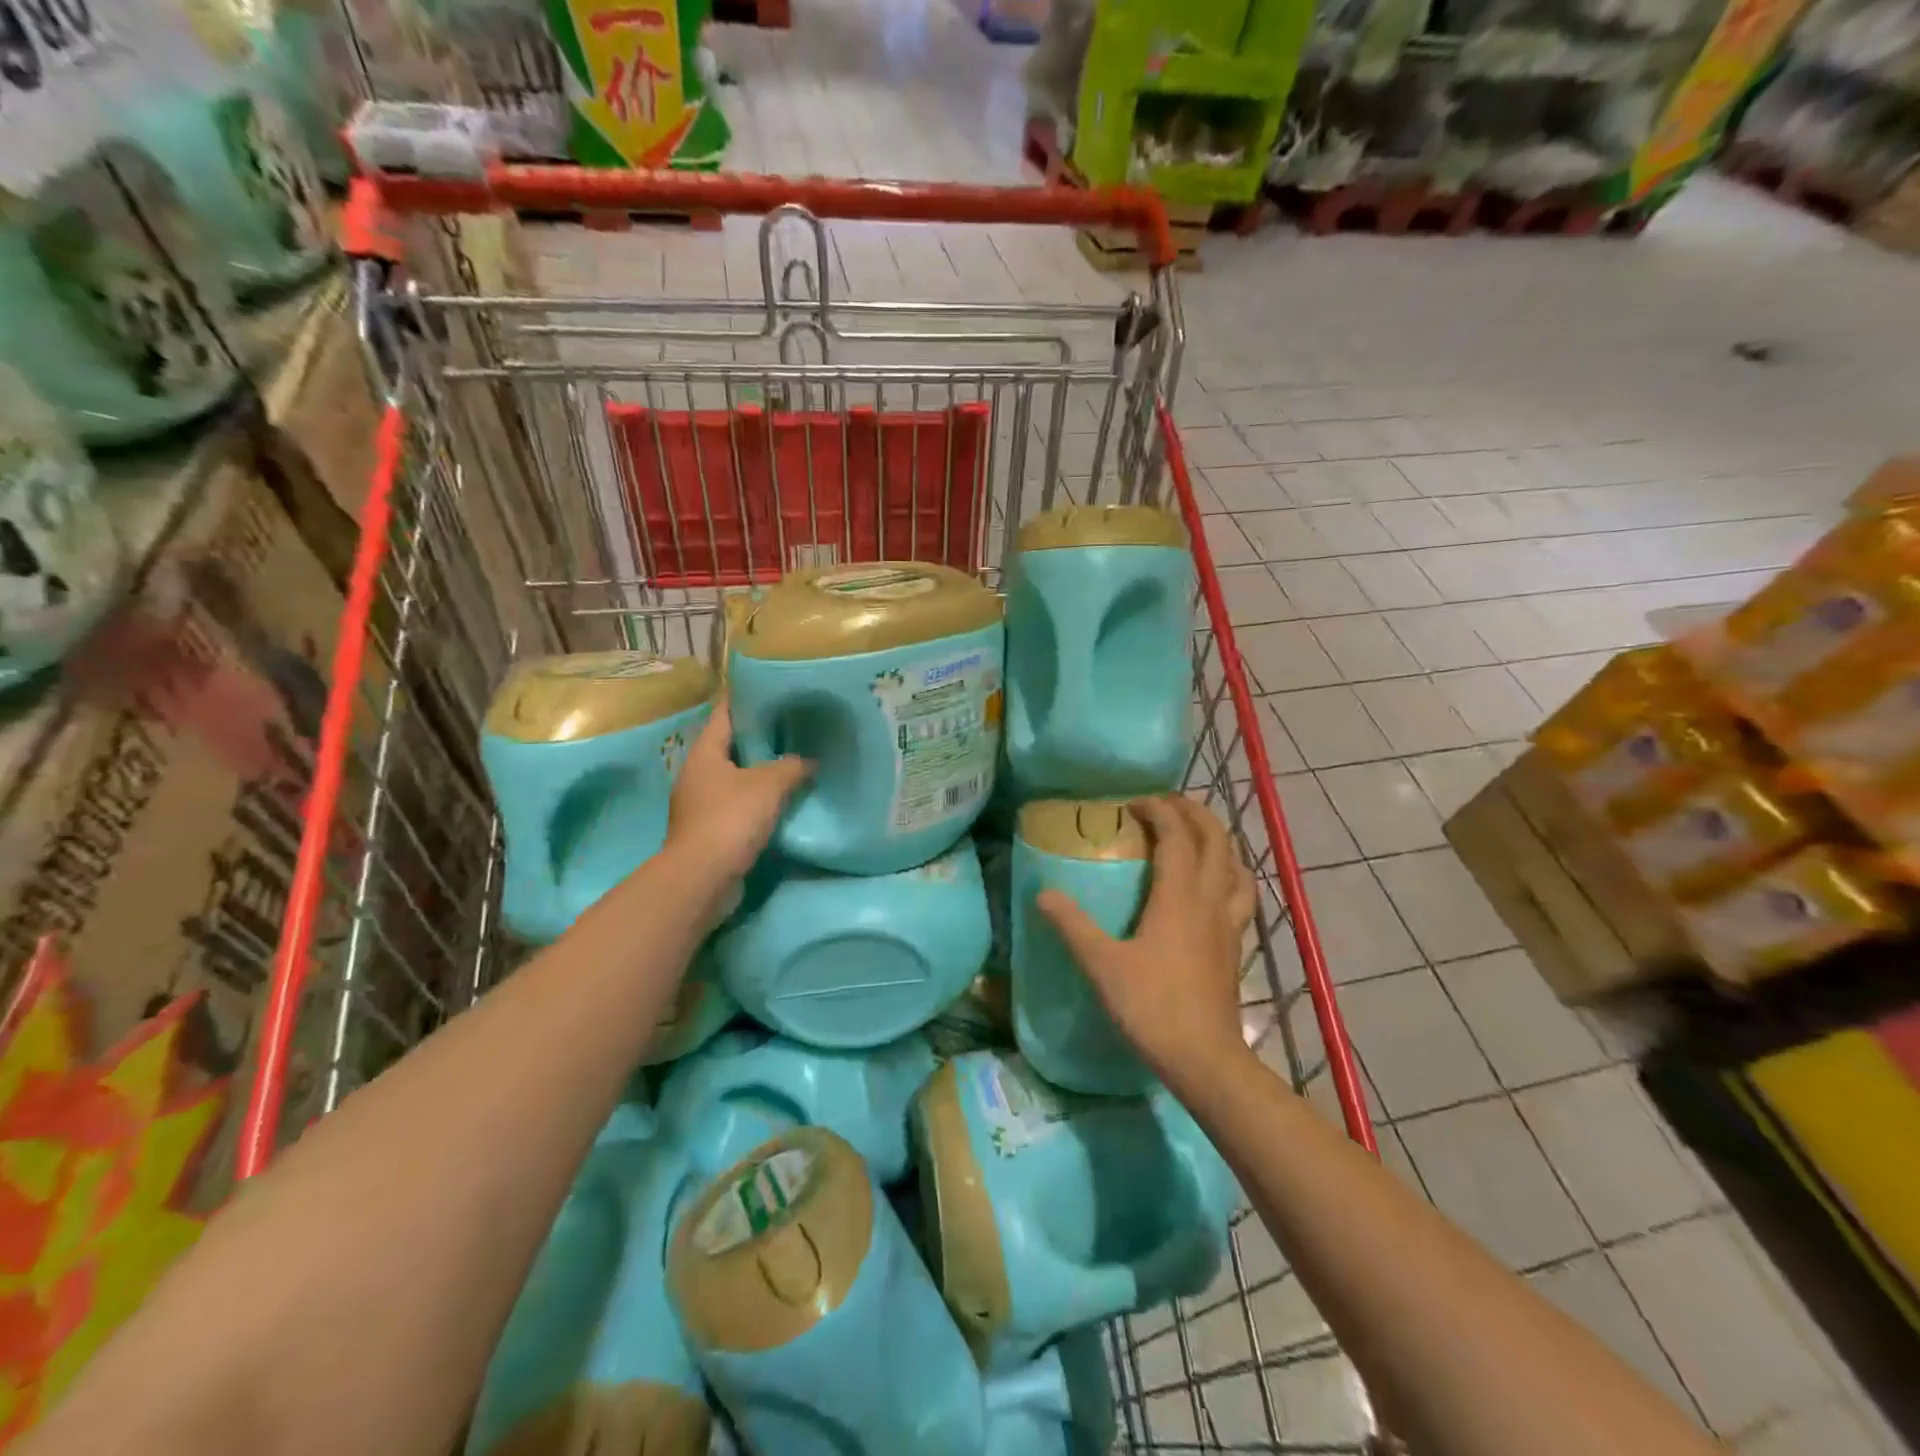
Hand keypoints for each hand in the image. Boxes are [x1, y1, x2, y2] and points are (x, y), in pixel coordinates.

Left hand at [665, 698, 810, 887]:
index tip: (774, 689)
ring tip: (796, 760)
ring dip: (761, 770)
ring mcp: (702, 802)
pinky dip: (759, 798)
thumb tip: (810, 760)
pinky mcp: (710, 828)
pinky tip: (784, 798)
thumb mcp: (768, 785)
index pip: (726, 713)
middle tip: (795, 726)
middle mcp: (698, 772)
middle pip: (731, 744)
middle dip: (761, 736)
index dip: (748, 698)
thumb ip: (792, 766)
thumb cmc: (730, 819)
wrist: (702, 878)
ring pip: (736, 775)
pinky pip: (738, 803)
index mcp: (705, 752)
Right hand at [1037, 796, 1255, 1081]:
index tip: (1133, 804)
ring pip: (1236, 865)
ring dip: (1218, 841)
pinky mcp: (1236, 945)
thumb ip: (1072, 925)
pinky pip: (1240, 894)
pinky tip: (1215, 887)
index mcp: (1179, 895)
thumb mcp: (1101, 963)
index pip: (1176, 835)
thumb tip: (1043, 893)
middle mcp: (1210, 899)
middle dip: (1194, 813)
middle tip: (1166, 805)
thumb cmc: (1151, 1005)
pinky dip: (1230, 874)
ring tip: (1196, 837)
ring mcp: (1229, 923)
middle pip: (1216, 840)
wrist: (1204, 1058)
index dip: (1158, 810)